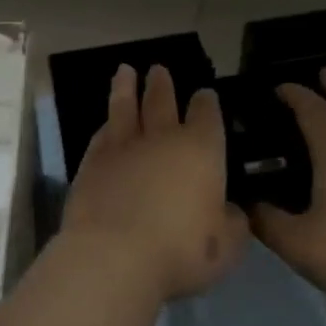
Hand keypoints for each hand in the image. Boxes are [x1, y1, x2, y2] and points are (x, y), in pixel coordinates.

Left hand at [61, 64, 250, 302]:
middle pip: (162, 101)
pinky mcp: (92, 163)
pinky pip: (101, 136)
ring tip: (125, 71)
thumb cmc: (182, 250)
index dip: (206, 102)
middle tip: (159, 68)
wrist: (114, 257)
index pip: (207, 114)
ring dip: (126, 88)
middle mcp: (162, 138)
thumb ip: (233, 223)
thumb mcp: (227, 247)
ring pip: (125, 108)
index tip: (204, 93)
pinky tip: (105, 123)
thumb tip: (232, 211)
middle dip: (162, 84)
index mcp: (201, 149)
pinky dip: (105, 126)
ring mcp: (123, 147)